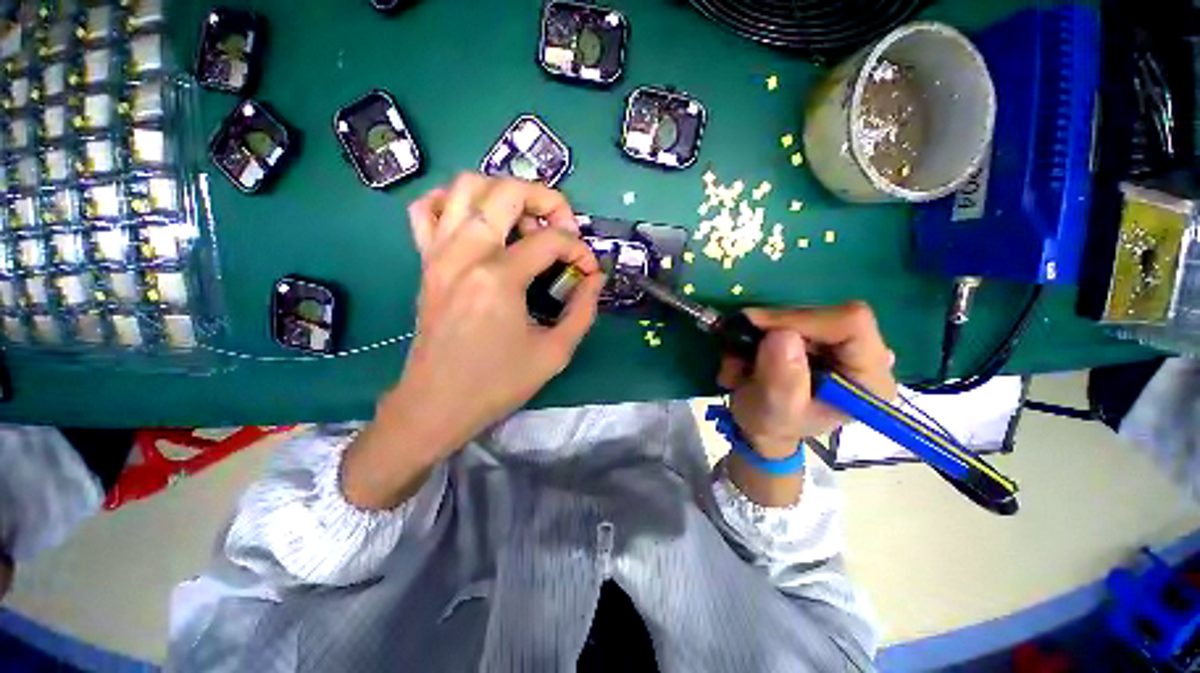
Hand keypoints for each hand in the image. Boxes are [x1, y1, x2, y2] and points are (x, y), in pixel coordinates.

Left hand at [389, 174, 603, 453]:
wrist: (436, 405)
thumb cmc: (497, 384)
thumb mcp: (555, 353)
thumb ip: (583, 310)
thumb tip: (596, 278)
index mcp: (499, 278)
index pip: (550, 240)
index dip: (579, 250)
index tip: (589, 271)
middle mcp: (465, 253)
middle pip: (508, 191)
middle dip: (547, 199)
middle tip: (563, 228)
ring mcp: (439, 253)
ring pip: (467, 186)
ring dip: (504, 194)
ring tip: (526, 224)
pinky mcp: (425, 262)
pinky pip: (429, 209)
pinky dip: (455, 202)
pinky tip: (479, 224)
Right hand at [719, 302, 896, 458]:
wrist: (764, 427)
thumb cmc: (773, 426)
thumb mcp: (775, 411)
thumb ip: (783, 379)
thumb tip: (782, 335)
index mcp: (868, 378)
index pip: (850, 323)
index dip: (801, 318)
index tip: (756, 326)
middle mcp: (863, 354)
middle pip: (822, 315)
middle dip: (772, 327)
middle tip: (737, 345)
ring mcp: (839, 343)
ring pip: (799, 314)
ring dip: (759, 333)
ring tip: (737, 361)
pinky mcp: (817, 337)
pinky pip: (786, 319)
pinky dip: (758, 333)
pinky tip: (744, 356)